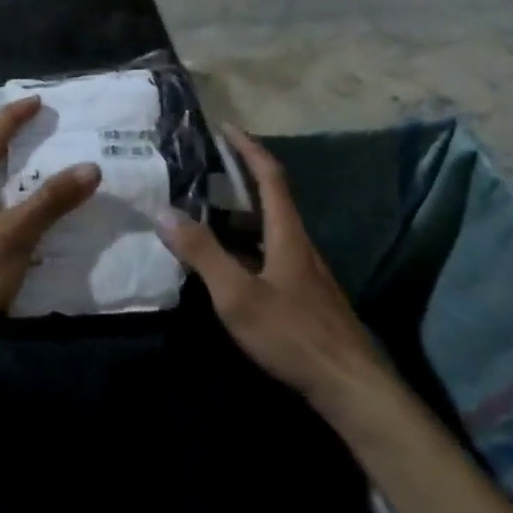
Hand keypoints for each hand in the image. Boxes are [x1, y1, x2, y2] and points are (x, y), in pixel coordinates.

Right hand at [158, 127, 384, 408]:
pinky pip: (269, 253)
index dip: (248, 148)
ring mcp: (304, 270)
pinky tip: (227, 265)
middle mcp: (298, 243)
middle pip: (270, 199)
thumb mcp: (238, 294)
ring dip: (240, 214)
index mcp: (287, 232)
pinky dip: (245, 245)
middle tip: (204, 168)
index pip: (269, 175)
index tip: (226, 128)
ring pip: (268, 229)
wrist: (349, 385)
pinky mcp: (304, 295)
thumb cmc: (292, 333)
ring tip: (204, 212)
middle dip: (240, 177)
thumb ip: (202, 253)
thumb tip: (163, 212)